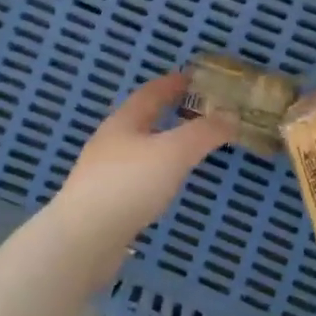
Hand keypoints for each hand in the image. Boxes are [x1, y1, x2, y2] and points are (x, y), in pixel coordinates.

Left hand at [49, 73, 235, 258]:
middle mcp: (110, 141)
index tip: (192, 77)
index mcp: (124, 121)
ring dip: (160, 143)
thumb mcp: (174, 152)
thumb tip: (231, 115)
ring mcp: (102, 172)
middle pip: (140, 119)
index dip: (172, 83)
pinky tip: (163, 186)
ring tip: (184, 149)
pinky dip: (153, 172)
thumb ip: (204, 133)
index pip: (150, 92)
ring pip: (136, 148)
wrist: (83, 238)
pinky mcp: (102, 201)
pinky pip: (134, 176)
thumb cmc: (129, 184)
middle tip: (195, 113)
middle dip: (166, 112)